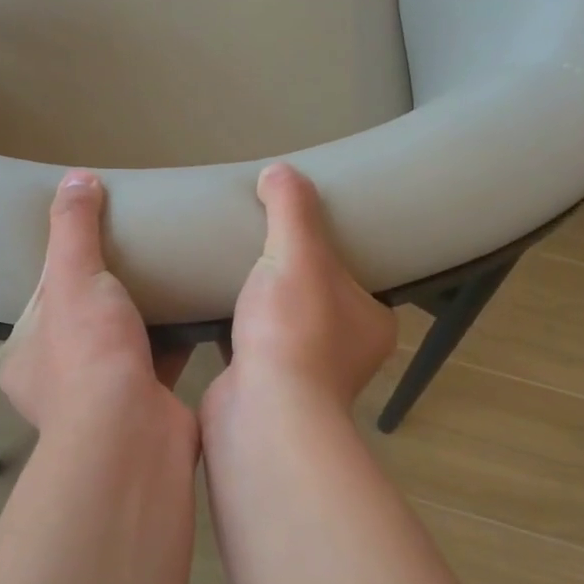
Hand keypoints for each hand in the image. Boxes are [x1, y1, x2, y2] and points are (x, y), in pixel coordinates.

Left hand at [0, 172, 191, 431]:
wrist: (133, 434)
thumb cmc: (88, 354)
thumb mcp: (72, 278)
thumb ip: (73, 228)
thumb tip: (76, 177)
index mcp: (26, 354)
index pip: (42, 296)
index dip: (65, 263)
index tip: (93, 236)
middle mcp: (59, 378)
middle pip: (86, 316)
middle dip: (109, 288)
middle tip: (137, 249)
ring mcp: (104, 395)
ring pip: (125, 339)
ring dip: (144, 312)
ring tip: (169, 268)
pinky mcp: (147, 401)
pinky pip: (161, 356)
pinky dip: (177, 334)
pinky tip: (198, 302)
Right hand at [205, 163, 395, 419]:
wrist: (260, 412)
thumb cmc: (293, 330)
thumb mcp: (298, 254)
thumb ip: (292, 208)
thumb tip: (279, 171)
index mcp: (371, 321)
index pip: (356, 273)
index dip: (331, 247)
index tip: (302, 226)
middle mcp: (347, 351)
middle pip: (316, 296)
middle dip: (291, 273)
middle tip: (261, 240)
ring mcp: (305, 375)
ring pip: (283, 324)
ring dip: (262, 302)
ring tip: (235, 266)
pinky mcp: (265, 388)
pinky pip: (252, 346)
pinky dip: (236, 327)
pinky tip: (212, 302)